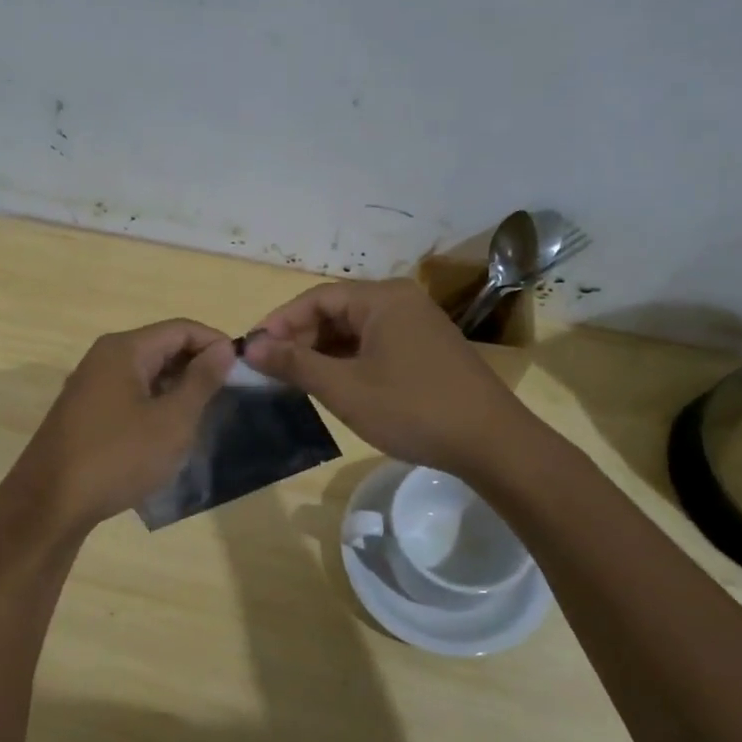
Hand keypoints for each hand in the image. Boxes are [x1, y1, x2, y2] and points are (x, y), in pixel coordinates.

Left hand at [0, 319, 235, 541]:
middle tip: (229, 395)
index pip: (181, 329)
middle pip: (161, 347)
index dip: (216, 343)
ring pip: (145, 373)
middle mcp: (103, 358)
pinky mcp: (85, 413)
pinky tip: (168, 433)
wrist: (50, 505)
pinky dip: (155, 405)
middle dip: (197, 366)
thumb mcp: (172, 421)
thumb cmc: (118, 457)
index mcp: (124, 349)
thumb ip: (201, 381)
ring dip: (177, 388)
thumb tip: (223, 348)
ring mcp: (90, 386)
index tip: (244, 370)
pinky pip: (129, 395)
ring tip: (205, 415)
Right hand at [243, 279, 522, 477]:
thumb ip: (295, 364)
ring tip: (295, 381)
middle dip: (300, 339)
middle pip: (336, 311)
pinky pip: (376, 345)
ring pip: (355, 330)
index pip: (316, 298)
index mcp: (382, 299)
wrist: (492, 443)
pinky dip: (349, 361)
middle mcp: (401, 301)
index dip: (280, 322)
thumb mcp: (345, 388)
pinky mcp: (427, 349)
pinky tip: (333, 385)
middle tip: (270, 370)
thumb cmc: (412, 409)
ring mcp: (418, 325)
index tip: (252, 350)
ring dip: (323, 352)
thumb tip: (249, 346)